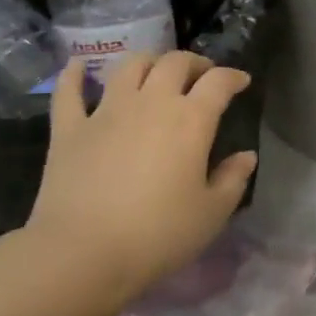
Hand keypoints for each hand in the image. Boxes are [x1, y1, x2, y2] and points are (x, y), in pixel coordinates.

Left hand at [19, 51, 257, 301]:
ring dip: (148, 61)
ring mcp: (106, 111)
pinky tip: (78, 65)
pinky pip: (69, 91)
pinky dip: (74, 74)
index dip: (233, 76)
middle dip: (194, 63)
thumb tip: (246, 156)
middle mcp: (151, 103)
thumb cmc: (158, 235)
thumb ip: (233, 179)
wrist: (83, 254)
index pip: (218, 82)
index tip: (241, 81)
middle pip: (175, 63)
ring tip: (155, 70)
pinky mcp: (69, 128)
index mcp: (191, 120)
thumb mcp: (211, 214)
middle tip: (201, 75)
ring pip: (129, 66)